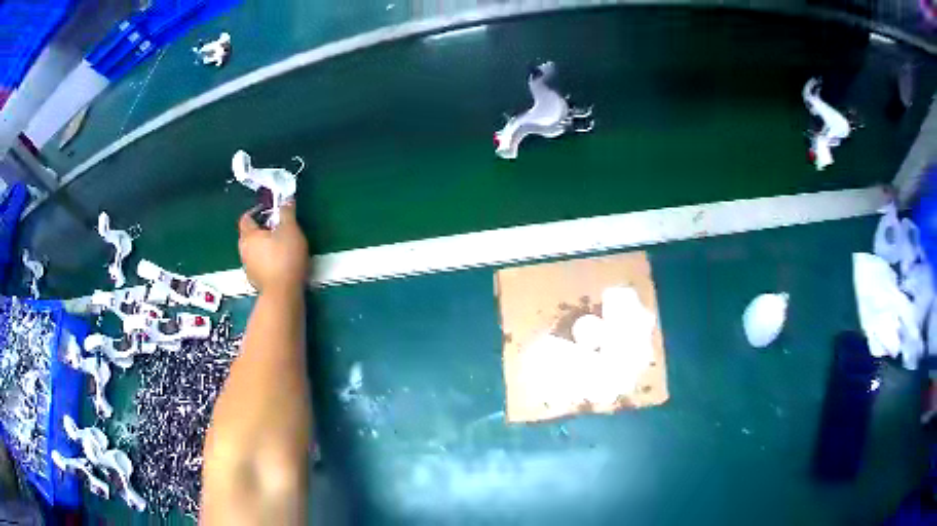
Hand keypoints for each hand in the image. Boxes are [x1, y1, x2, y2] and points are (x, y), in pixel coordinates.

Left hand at [238, 202, 308, 293]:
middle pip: (248, 235)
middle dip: (260, 230)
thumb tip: (286, 200)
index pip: (246, 218)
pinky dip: (265, 261)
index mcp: (249, 235)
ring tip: (279, 246)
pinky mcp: (255, 281)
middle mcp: (243, 250)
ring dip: (263, 247)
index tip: (270, 212)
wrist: (283, 293)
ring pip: (253, 251)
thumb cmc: (285, 257)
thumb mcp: (290, 229)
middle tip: (276, 228)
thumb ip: (287, 213)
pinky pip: (258, 265)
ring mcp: (248, 267)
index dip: (256, 212)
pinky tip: (279, 264)